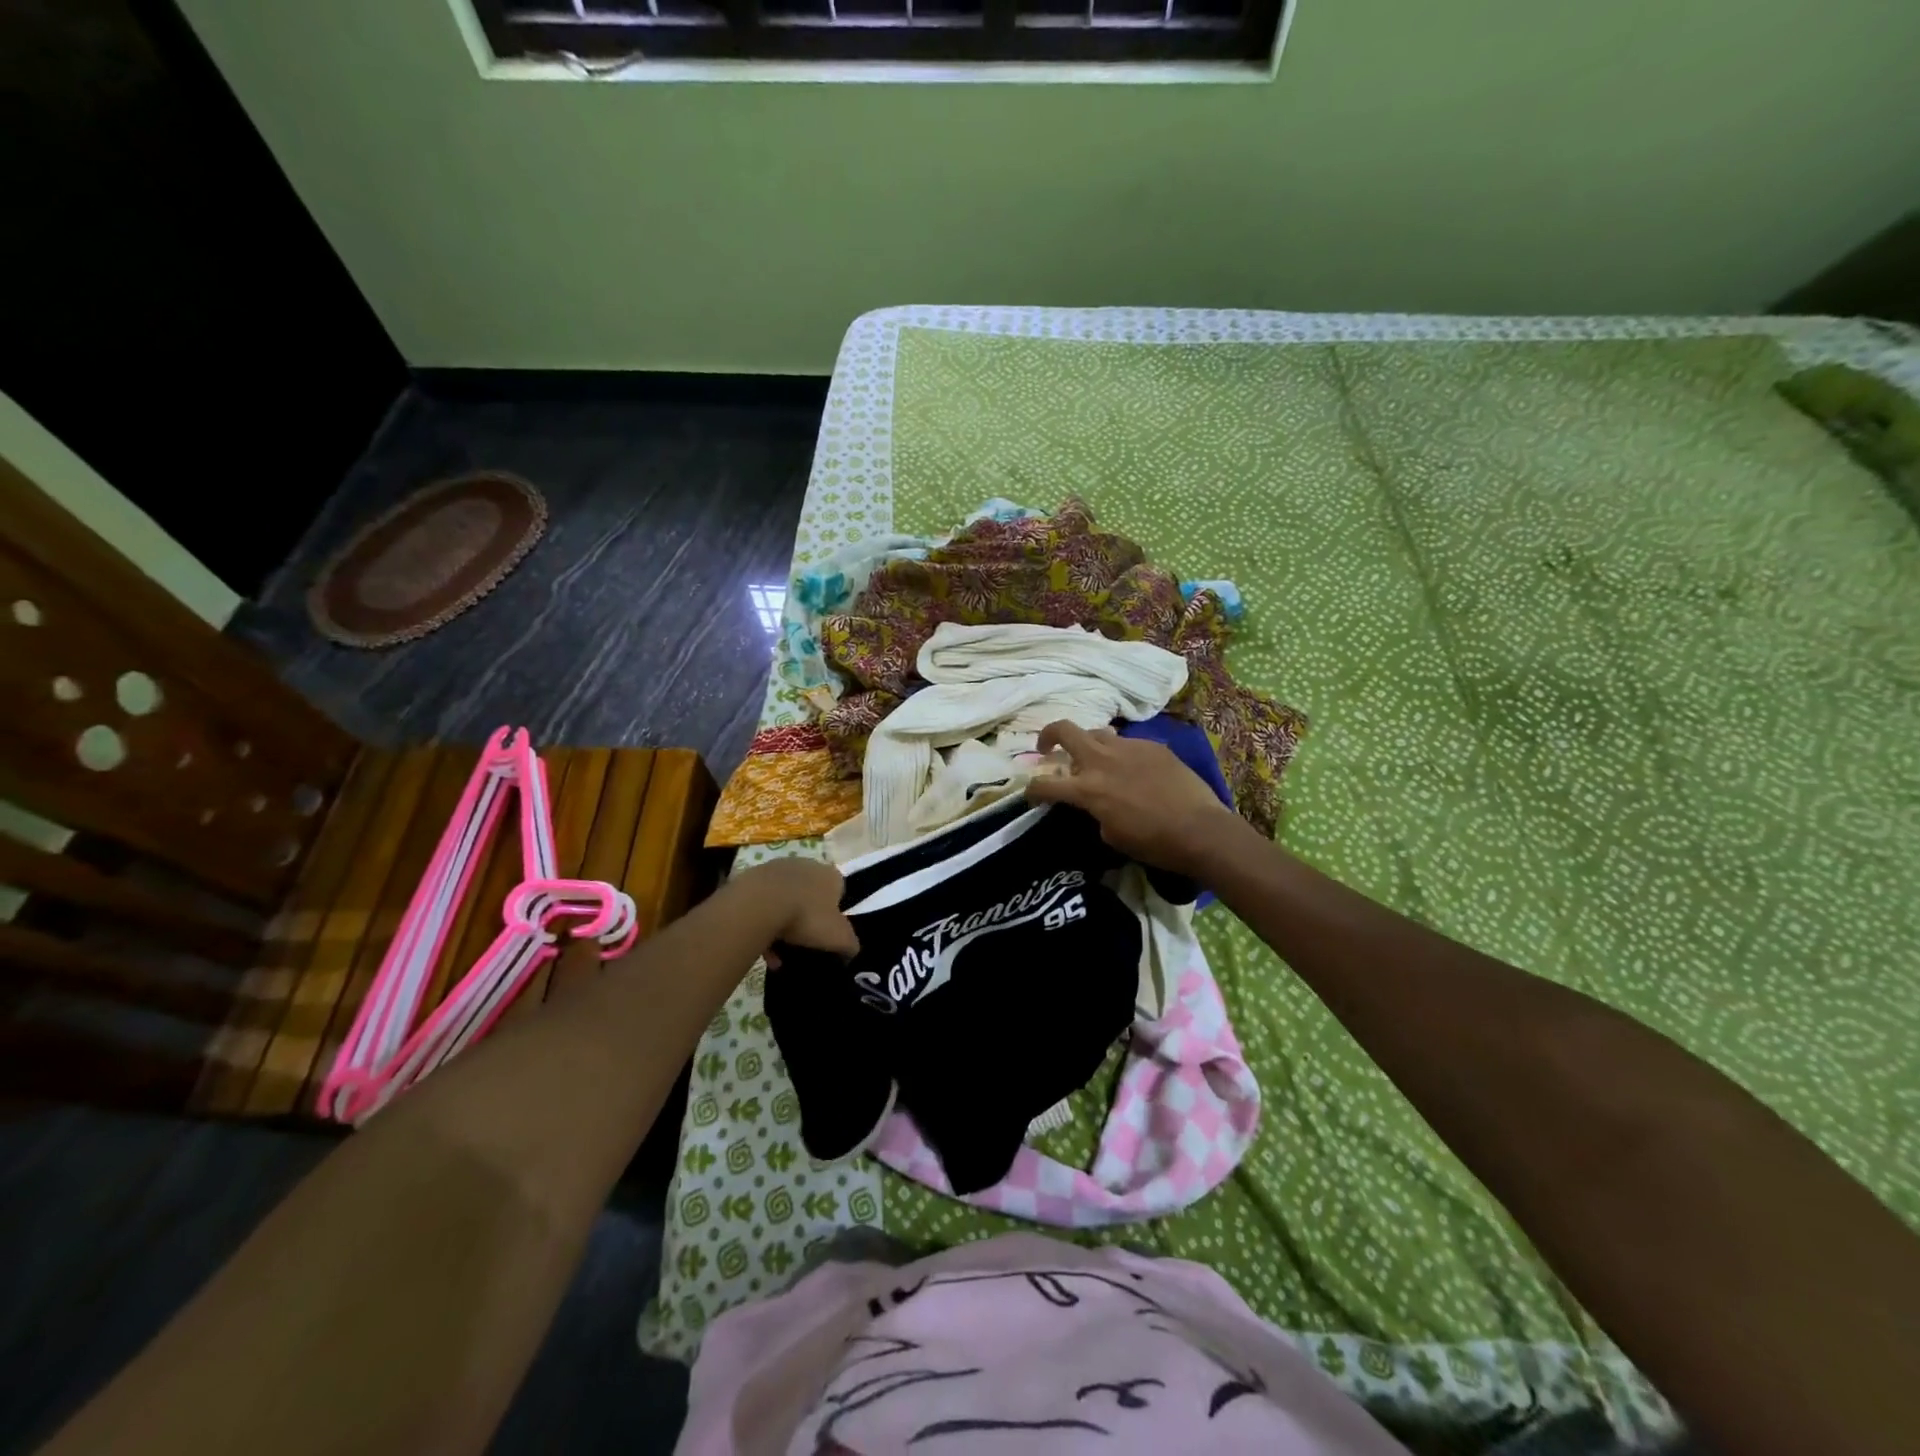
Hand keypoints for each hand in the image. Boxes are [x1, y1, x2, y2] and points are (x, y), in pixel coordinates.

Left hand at [731, 856, 858, 960]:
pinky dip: (763, 924)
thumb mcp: (839, 938)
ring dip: (782, 925)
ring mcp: (777, 868)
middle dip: (806, 920)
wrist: (759, 904)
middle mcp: (806, 865)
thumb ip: (850, 945)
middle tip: (801, 944)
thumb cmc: (807, 917)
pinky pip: (762, 904)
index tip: (825, 935)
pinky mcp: (753, 877)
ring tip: (777, 954)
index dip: (833, 915)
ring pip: (784, 901)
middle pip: (810, 895)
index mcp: (831, 875)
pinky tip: (760, 948)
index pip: (838, 892)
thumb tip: (850, 951)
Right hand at [1025, 720, 1243, 875]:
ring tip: (1095, 759)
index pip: (1044, 784)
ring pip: (1097, 732)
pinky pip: (1127, 743)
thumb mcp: (1111, 835)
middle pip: (1064, 730)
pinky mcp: (1152, 745)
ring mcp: (1128, 747)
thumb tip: (1096, 802)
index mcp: (1087, 789)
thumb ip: (1094, 811)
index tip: (1031, 793)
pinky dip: (1121, 754)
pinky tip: (1133, 769)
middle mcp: (1101, 760)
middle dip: (1049, 735)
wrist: (1200, 829)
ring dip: (1088, 744)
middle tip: (1048, 747)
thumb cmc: (1153, 842)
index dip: (1031, 789)